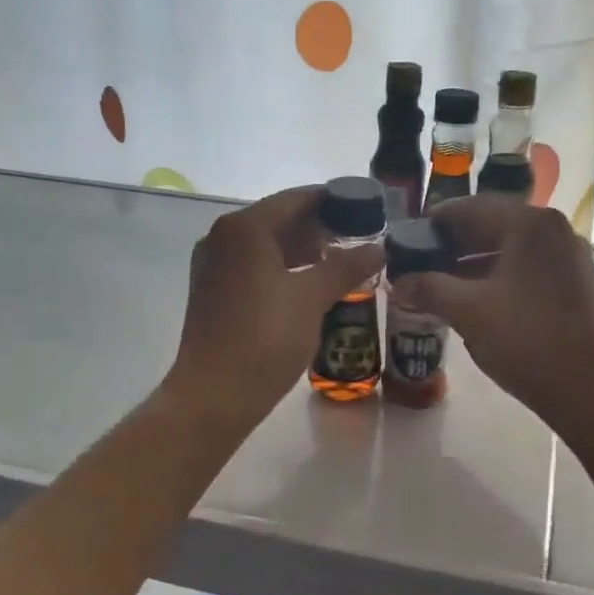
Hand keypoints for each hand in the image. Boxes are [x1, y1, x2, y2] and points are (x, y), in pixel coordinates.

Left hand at [164, 186, 384, 429]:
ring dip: (304, 251)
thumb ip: (346, 267)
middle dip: (321, 228)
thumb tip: (379, 247)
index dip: (334, 201)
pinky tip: (312, 286)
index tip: (367, 209)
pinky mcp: (214, 292)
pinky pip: (255, 267)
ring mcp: (214, 266)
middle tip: (361, 239)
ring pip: (267, 246)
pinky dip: (284, 269)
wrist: (214, 395)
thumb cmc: (264, 338)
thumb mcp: (312, 298)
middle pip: (280, 220)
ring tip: (343, 263)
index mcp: (245, 228)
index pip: (296, 199)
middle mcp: (223, 238)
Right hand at [398, 196, 593, 430]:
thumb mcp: (468, 312)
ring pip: (507, 251)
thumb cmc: (528, 340)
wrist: (593, 390)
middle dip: (452, 248)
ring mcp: (568, 258)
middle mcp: (553, 231)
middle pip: (491, 227)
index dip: (433, 224)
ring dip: (471, 266)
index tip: (405, 243)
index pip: (470, 208)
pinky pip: (525, 270)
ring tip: (437, 289)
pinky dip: (496, 280)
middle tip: (416, 268)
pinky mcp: (574, 285)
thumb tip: (397, 281)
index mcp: (530, 224)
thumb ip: (428, 288)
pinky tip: (472, 303)